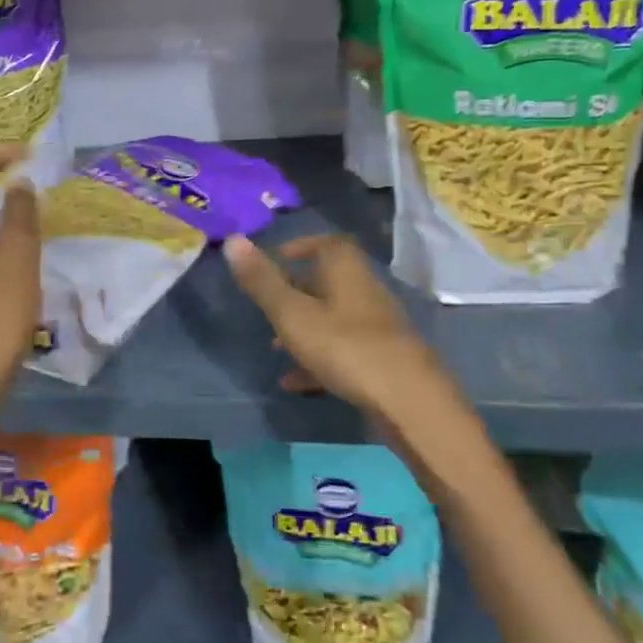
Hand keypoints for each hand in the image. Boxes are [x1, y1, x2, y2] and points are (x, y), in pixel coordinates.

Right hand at [223, 234, 472, 441]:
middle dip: (296, 291)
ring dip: (304, 329)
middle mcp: (365, 292)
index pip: (327, 244)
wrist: (411, 404)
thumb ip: (262, 281)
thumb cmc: (345, 348)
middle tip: (267, 306)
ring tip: (274, 348)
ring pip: (333, 319)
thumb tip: (232, 239)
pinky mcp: (382, 361)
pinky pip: (343, 352)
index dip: (301, 246)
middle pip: (328, 282)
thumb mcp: (292, 314)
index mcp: (346, 271)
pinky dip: (318, 360)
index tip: (275, 259)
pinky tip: (295, 384)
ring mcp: (376, 328)